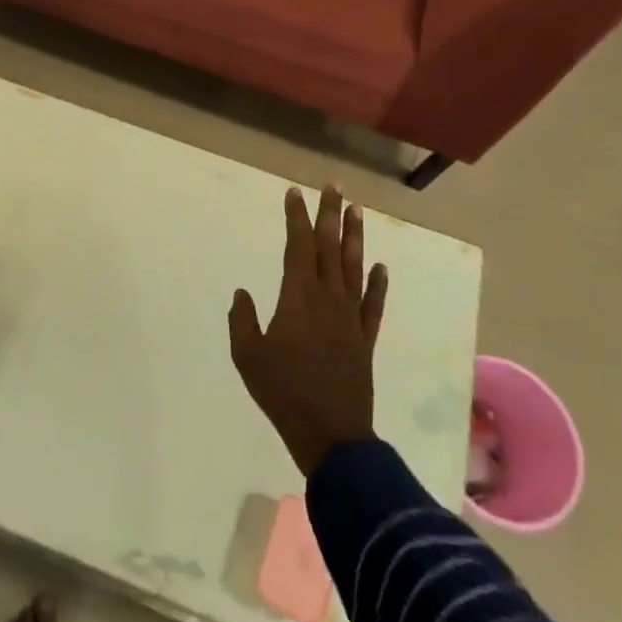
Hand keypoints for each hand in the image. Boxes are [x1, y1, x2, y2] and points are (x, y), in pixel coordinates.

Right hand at [229, 185, 387, 476]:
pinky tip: (380, 267)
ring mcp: (350, 318)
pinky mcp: (364, 339)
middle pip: (329, 247)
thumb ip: (243, 320)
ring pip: (353, 268)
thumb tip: (242, 293)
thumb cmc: (283, 392)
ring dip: (354, 238)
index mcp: (298, 297)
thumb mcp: (248, 356)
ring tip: (358, 211)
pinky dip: (377, 284)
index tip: (294, 193)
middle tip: (334, 186)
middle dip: (330, 214)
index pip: (298, 246)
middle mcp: (328, 298)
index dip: (296, 217)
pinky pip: (373, 304)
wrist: (331, 434)